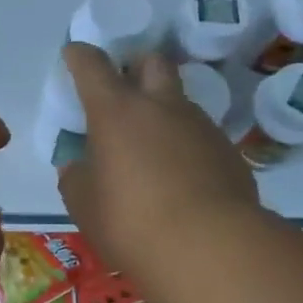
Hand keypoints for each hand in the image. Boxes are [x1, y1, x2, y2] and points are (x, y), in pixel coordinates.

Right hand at [57, 43, 261, 294]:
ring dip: (163, 112)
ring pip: (180, 101)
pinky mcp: (229, 152)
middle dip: (135, 66)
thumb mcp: (83, 205)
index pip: (93, 65)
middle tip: (124, 91)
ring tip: (152, 149)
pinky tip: (182, 180)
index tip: (73, 54)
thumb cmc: (131, 222)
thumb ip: (76, 177)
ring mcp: (201, 126)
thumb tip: (77, 166)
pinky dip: (186, 147)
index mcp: (116, 111)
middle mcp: (161, 106)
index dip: (80, 56)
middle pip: (152, 62)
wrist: (210, 248)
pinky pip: (201, 137)